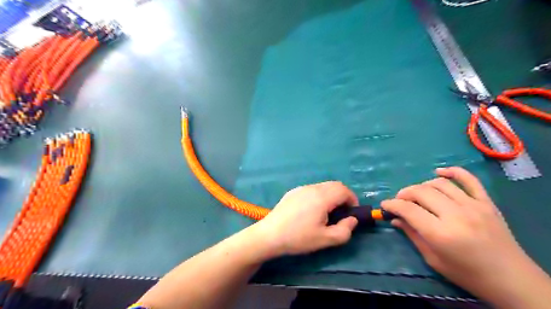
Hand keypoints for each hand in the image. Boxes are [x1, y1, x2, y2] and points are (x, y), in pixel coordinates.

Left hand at [255, 181, 361, 255]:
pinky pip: (312, 189)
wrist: (270, 235)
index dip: (352, 200)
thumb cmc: (298, 238)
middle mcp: (312, 188)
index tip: (352, 213)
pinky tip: (311, 211)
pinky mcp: (293, 192)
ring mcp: (301, 188)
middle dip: (343, 196)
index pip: (344, 190)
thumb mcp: (325, 239)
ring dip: (331, 195)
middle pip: (335, 185)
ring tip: (327, 213)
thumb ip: (344, 230)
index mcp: (322, 197)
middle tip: (342, 213)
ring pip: (323, 186)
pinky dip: (319, 195)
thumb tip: (352, 220)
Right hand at [382, 168, 550, 306]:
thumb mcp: (433, 259)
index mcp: (441, 233)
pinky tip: (439, 172)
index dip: (392, 205)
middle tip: (399, 201)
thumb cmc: (467, 273)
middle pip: (421, 192)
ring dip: (422, 186)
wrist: (511, 278)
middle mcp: (456, 215)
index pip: (408, 209)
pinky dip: (452, 171)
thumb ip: (412, 235)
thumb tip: (395, 219)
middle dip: (404, 194)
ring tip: (417, 195)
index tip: (385, 205)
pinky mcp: (487, 202)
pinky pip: (469, 179)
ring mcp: (474, 206)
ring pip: (439, 184)